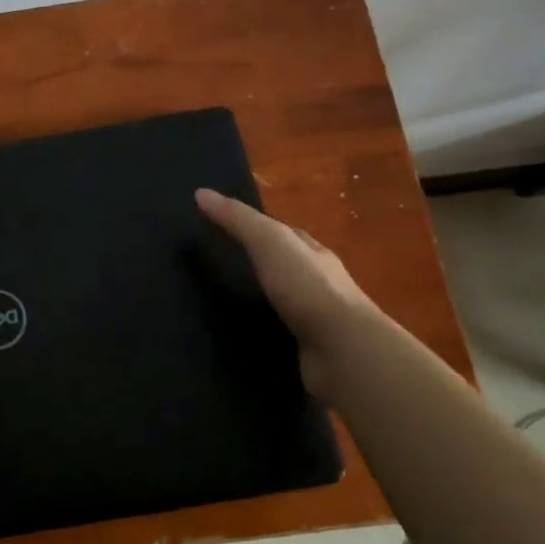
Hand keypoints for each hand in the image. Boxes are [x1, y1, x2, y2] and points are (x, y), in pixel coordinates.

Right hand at [195, 188, 379, 390]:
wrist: (343, 351)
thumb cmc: (307, 288)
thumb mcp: (269, 242)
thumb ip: (238, 220)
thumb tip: (200, 193)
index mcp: (312, 252)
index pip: (281, 232)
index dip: (252, 226)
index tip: (219, 227)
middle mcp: (317, 282)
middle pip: (281, 267)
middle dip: (254, 265)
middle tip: (212, 268)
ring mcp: (315, 319)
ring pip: (279, 303)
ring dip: (255, 302)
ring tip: (216, 305)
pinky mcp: (307, 349)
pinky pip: (277, 334)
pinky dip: (259, 331)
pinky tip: (237, 336)